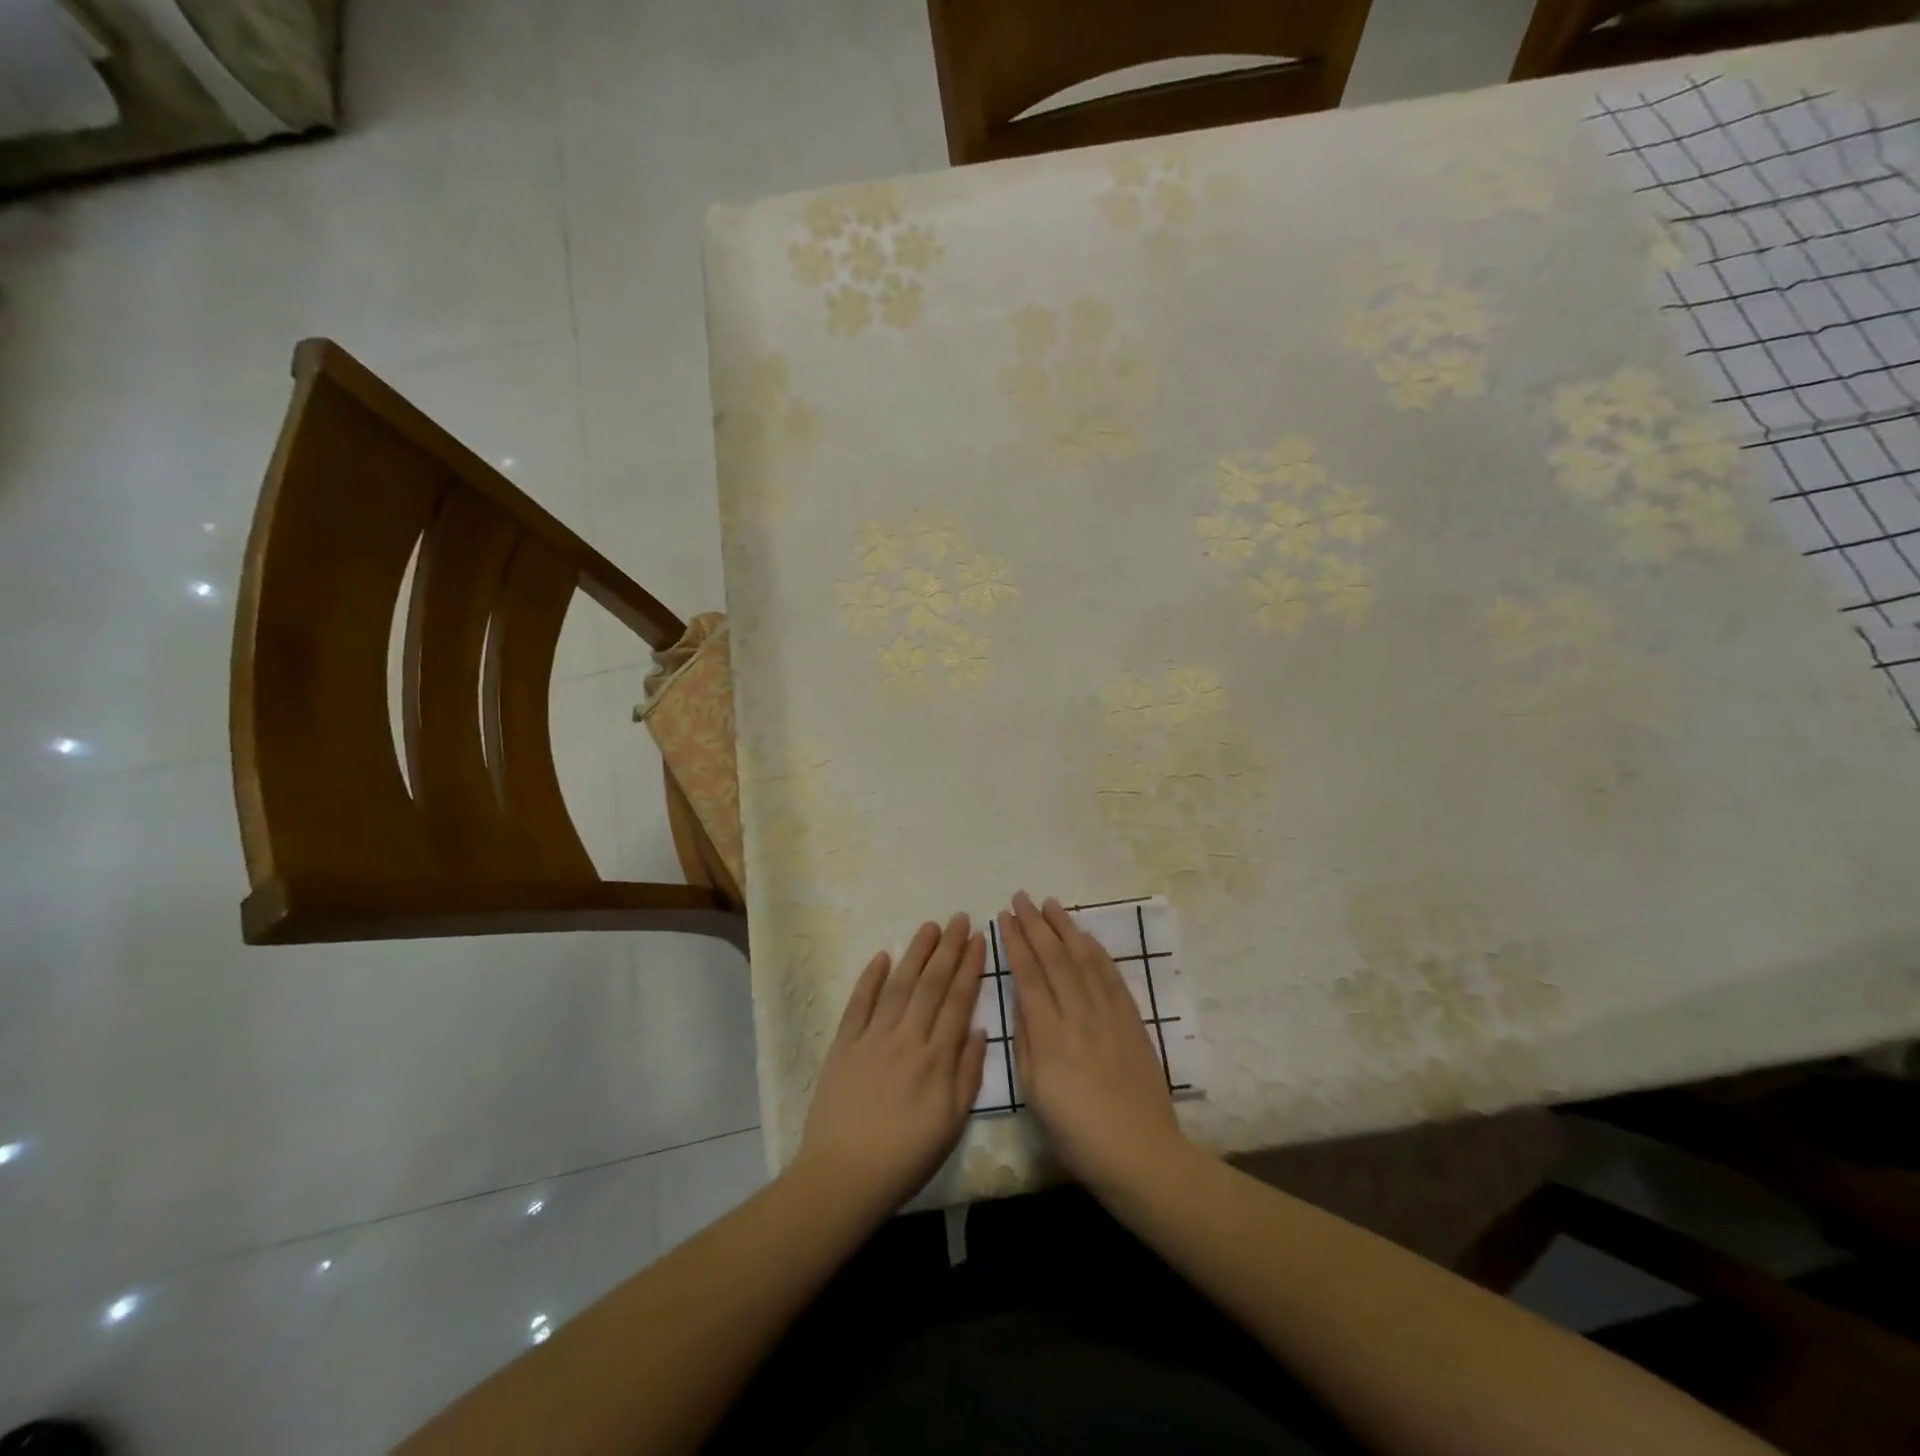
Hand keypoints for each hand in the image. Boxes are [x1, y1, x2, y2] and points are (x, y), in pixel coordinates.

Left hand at [796, 914, 986, 1219]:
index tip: (978, 939)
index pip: (958, 1000)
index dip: (970, 967)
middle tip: (959, 918)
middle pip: (931, 984)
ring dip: (915, 953)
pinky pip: (859, 1003)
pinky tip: (882, 956)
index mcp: (937, 1058)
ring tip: (930, 926)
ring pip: (899, 984)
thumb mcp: (952, 1123)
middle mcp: (907, 1038)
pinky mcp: (844, 1044)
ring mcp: (873, 1037)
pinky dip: (870, 978)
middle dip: (948, 948)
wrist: (845, 1175)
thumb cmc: (906, 1156)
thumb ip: (967, 1073)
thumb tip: (979, 1028)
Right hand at [1000, 891, 1188, 1198]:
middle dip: (1035, 924)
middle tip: (1021, 898)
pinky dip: (1096, 950)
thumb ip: (1026, 1040)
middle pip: (1055, 957)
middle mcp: (1078, 1014)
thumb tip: (1020, 999)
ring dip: (1066, 927)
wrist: (1139, 1151)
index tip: (1004, 918)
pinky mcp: (1132, 1019)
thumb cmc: (1076, 1132)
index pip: (1028, 974)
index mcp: (1050, 1035)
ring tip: (1050, 904)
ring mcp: (1109, 1014)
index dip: (1015, 942)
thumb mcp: (1035, 1092)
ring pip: (1084, 958)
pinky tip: (1085, 936)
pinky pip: (1111, 975)